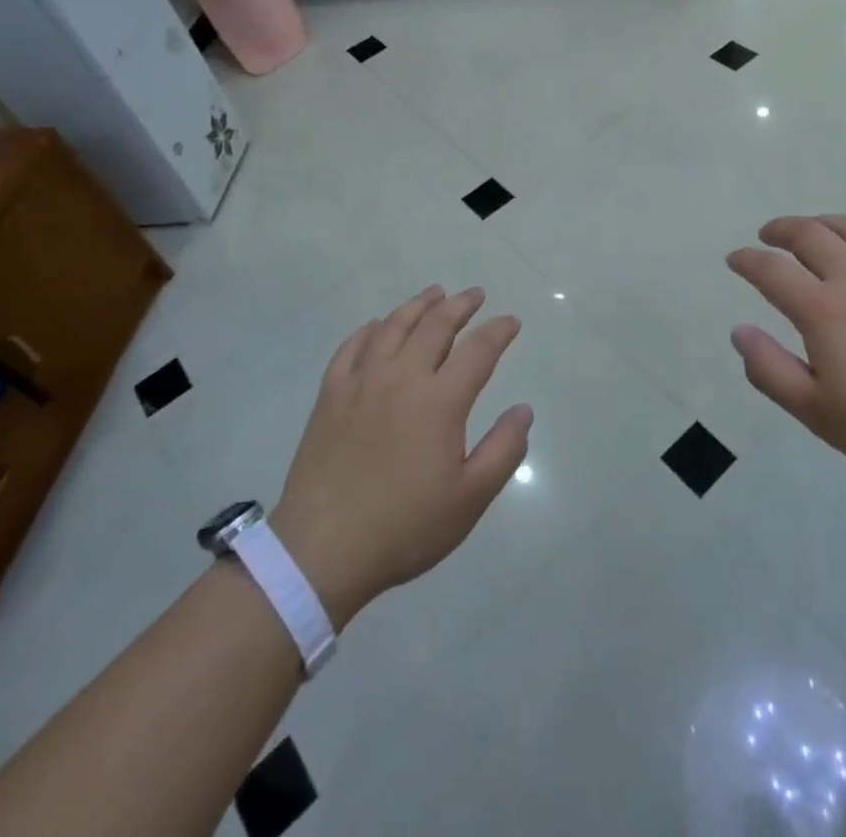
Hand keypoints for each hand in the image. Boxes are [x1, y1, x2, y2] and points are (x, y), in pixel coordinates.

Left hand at [267, 286, 532, 627]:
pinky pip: (352, 347)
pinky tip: (377, 326)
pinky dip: (370, 329)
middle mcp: (402, 377)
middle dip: (460, 305)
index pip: (478, 350)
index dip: (498, 331)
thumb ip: (503, 450)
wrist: (321, 551)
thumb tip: (524, 409)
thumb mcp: (469, 499)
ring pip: (393, 326)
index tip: (511, 321)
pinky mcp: (330, 395)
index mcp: (440, 401)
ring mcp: (361, 382)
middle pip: (435, 325)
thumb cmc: (404, 527)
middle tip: (475, 295)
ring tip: (434, 293)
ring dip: (418, 305)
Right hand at [726, 215, 845, 489]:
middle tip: (767, 236)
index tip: (734, 259)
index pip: (771, 270)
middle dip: (780, 230)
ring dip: (820, 223)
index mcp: (823, 310)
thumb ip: (770, 370)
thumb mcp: (819, 413)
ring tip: (809, 231)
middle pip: (809, 234)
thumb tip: (739, 331)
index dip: (747, 261)